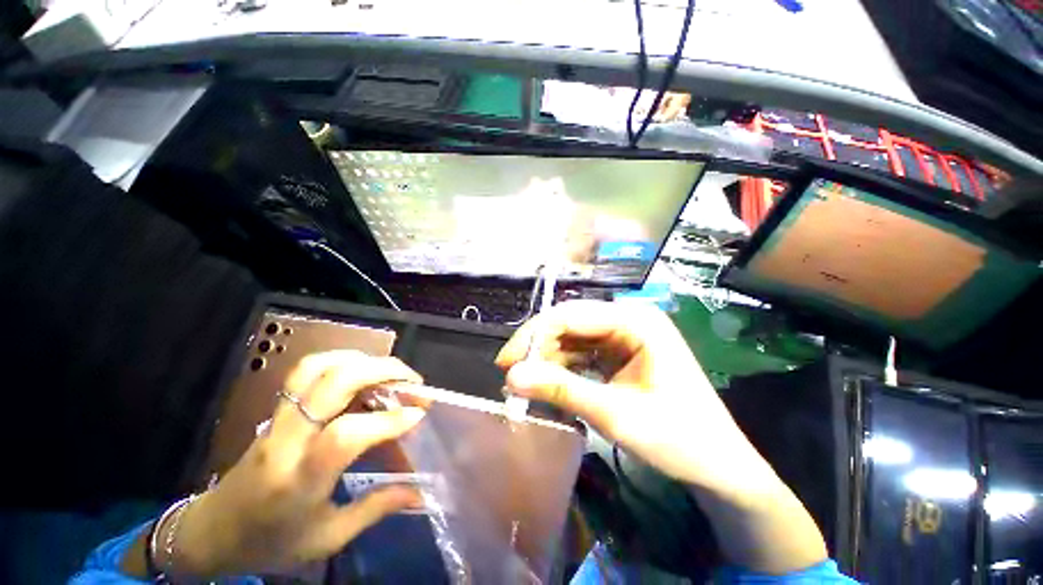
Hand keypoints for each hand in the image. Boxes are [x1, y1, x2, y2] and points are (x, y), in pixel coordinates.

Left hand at [174, 351, 426, 576]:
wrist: (212, 531)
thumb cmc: (270, 542)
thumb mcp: (327, 538)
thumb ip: (376, 509)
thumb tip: (421, 494)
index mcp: (298, 481)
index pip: (345, 435)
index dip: (388, 420)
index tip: (419, 413)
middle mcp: (286, 440)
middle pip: (332, 383)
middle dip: (381, 371)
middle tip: (411, 381)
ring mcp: (277, 419)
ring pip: (316, 368)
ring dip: (361, 360)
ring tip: (388, 371)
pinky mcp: (276, 409)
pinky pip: (307, 371)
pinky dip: (341, 360)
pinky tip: (361, 371)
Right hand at [496, 300, 767, 494]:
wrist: (718, 465)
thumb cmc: (677, 438)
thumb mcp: (614, 414)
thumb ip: (560, 390)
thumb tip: (510, 378)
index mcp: (635, 321)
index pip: (570, 315)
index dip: (533, 336)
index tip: (505, 363)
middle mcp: (628, 319)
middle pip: (569, 324)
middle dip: (538, 349)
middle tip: (512, 376)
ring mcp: (625, 336)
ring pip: (572, 339)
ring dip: (548, 361)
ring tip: (526, 386)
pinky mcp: (620, 353)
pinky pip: (583, 354)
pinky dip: (563, 369)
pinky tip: (549, 385)